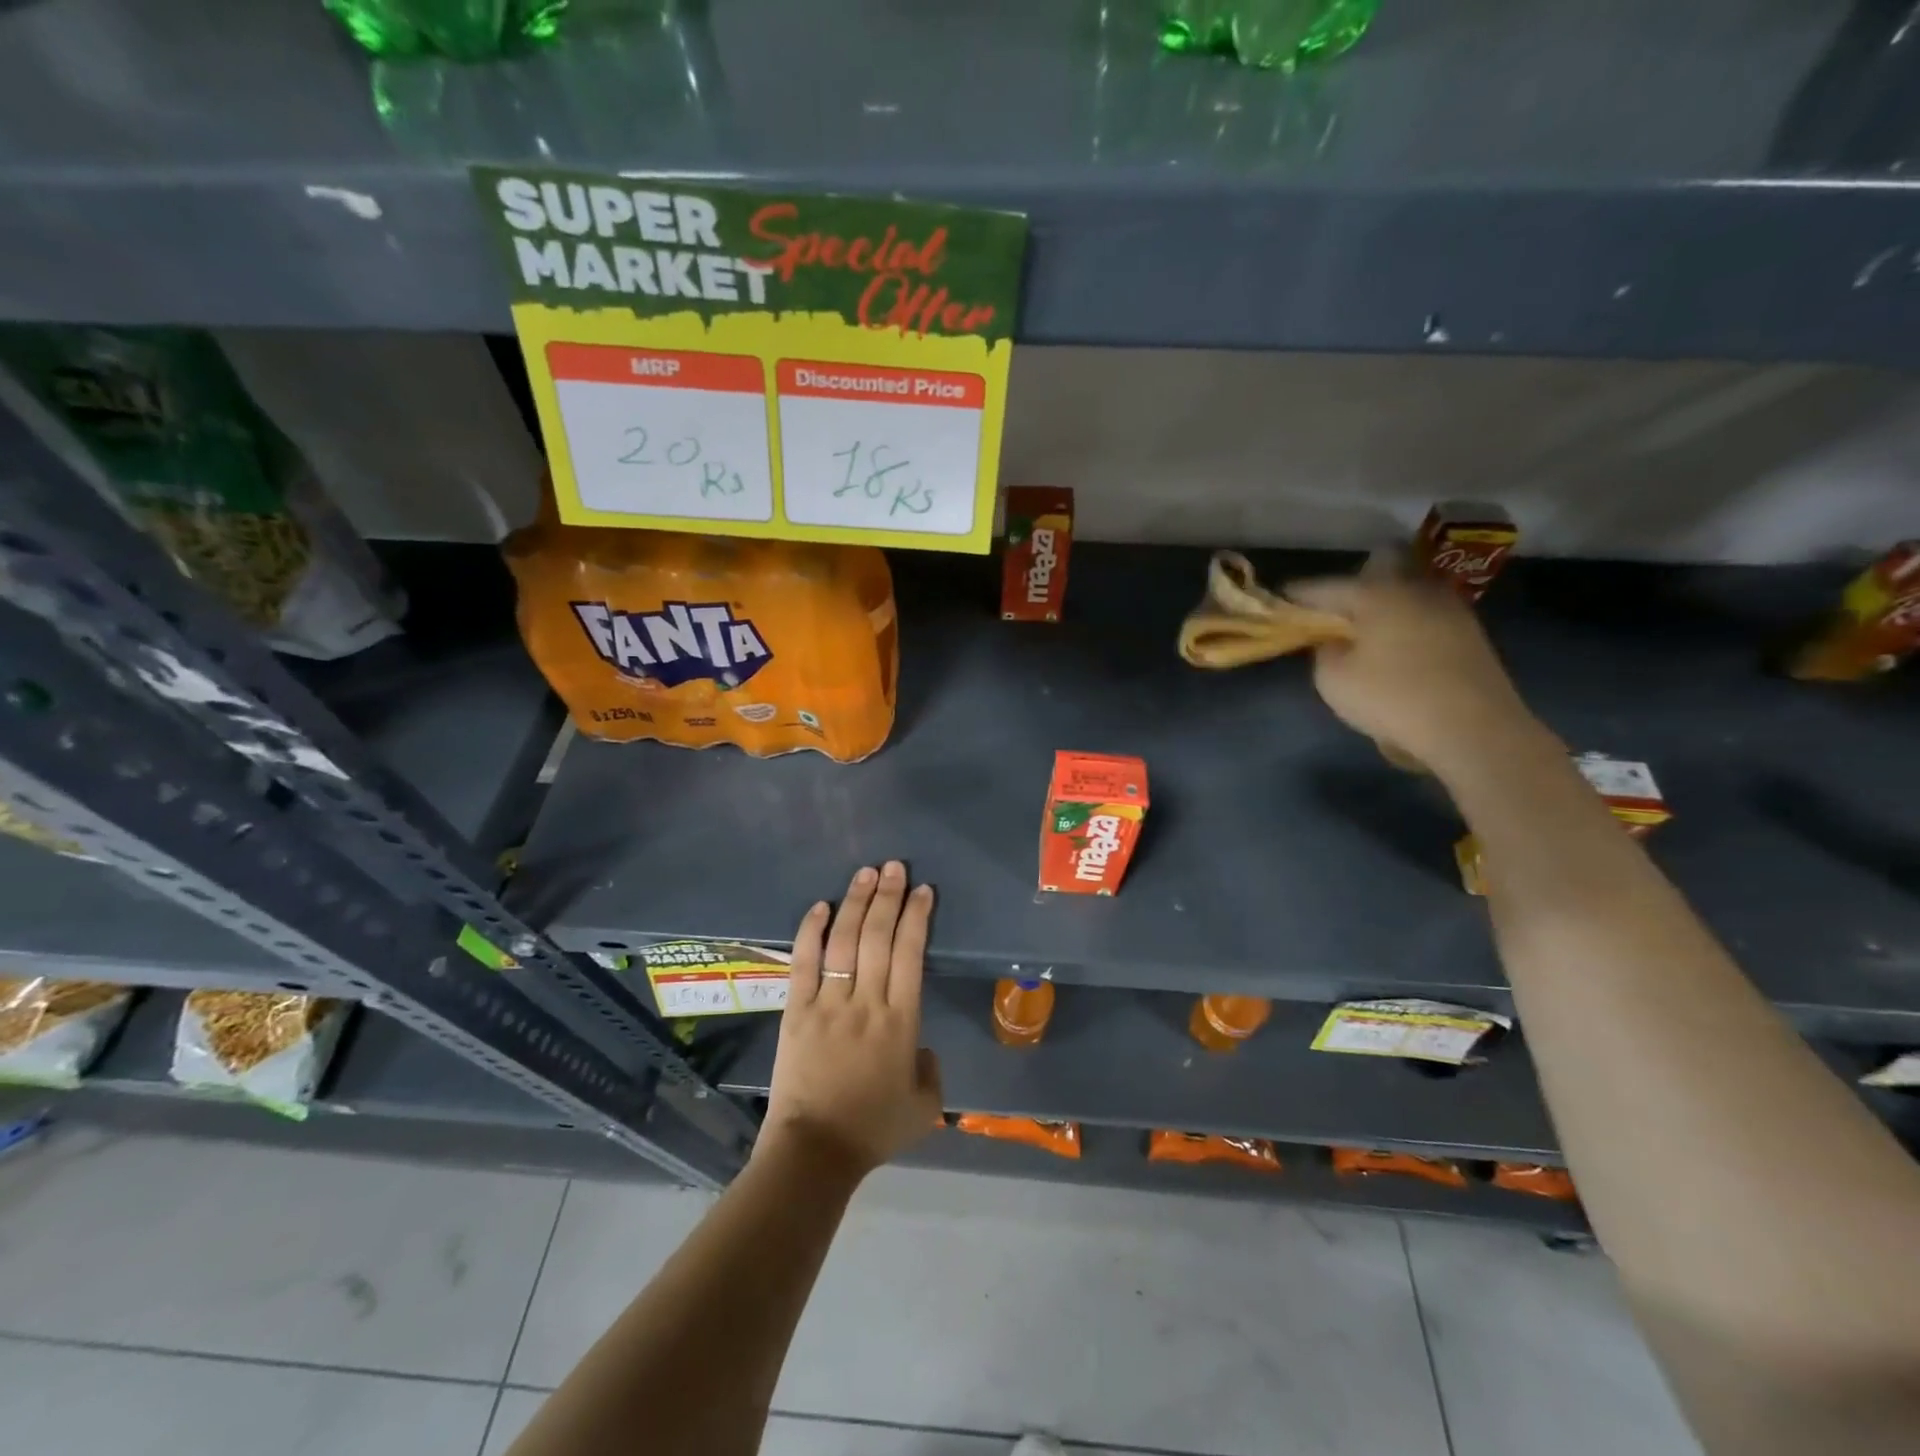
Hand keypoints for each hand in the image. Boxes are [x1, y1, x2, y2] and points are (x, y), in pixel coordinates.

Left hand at [760, 861, 942, 1180]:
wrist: (815, 1152)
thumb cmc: (873, 1130)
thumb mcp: (925, 1106)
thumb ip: (930, 1069)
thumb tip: (918, 1045)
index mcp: (901, 1021)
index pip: (911, 954)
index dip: (917, 917)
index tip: (922, 891)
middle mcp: (867, 1002)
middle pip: (879, 937)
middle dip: (889, 897)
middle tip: (894, 867)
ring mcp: (829, 1003)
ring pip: (845, 941)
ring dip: (856, 903)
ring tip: (866, 873)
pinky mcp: (796, 1010)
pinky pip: (804, 962)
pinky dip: (811, 931)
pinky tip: (821, 905)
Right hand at [1285, 556, 1542, 779]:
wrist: (1474, 728)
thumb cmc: (1392, 698)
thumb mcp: (1333, 679)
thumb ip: (1325, 651)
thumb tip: (1334, 640)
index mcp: (1374, 594)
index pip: (1323, 586)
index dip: (1297, 594)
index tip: (1280, 599)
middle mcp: (1413, 589)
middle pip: (1380, 565)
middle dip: (1354, 581)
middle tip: (1334, 607)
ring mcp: (1448, 608)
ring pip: (1407, 589)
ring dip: (1384, 601)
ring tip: (1365, 627)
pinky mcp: (1470, 633)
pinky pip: (1425, 614)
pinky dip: (1406, 621)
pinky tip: (1397, 643)